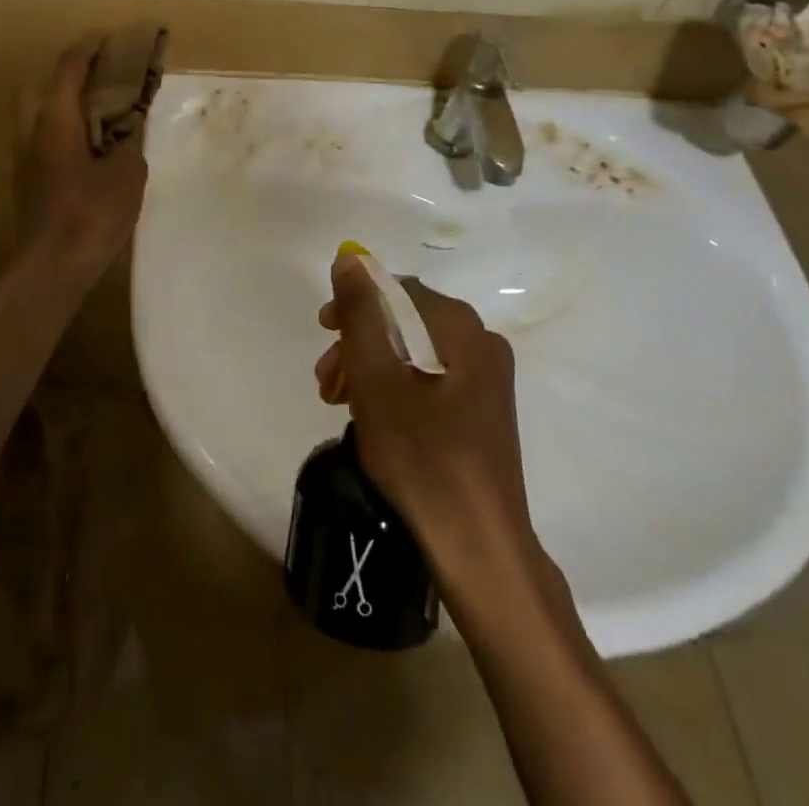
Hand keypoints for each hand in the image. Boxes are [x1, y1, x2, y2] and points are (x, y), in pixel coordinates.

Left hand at [15, 34, 148, 284]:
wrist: (52, 265)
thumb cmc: (92, 212)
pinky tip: (88, 152)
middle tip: (100, 84)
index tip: (109, 37)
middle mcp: (32, 130)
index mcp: (56, 118)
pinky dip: (61, 132)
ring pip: (37, 116)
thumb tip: (132, 120)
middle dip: (67, 78)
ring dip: (63, 107)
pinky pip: (41, 140)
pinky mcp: (25, 181)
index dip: (89, 47)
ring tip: (99, 119)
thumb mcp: (127, 171)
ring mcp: (23, 157)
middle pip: (42, 87)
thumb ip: (130, 138)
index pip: (69, 67)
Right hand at [314, 255, 540, 573]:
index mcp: (464, 331)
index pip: (398, 290)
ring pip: (413, 353)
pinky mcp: (481, 412)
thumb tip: (350, 259)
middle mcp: (482, 345)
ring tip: (338, 401)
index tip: (322, 330)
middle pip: (405, 322)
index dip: (355, 303)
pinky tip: (369, 417)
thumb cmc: (423, 458)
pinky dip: (392, 389)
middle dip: (358, 343)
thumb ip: (361, 314)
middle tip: (326, 378)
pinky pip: (428, 380)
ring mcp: (486, 381)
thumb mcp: (377, 380)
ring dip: (370, 368)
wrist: (478, 549)